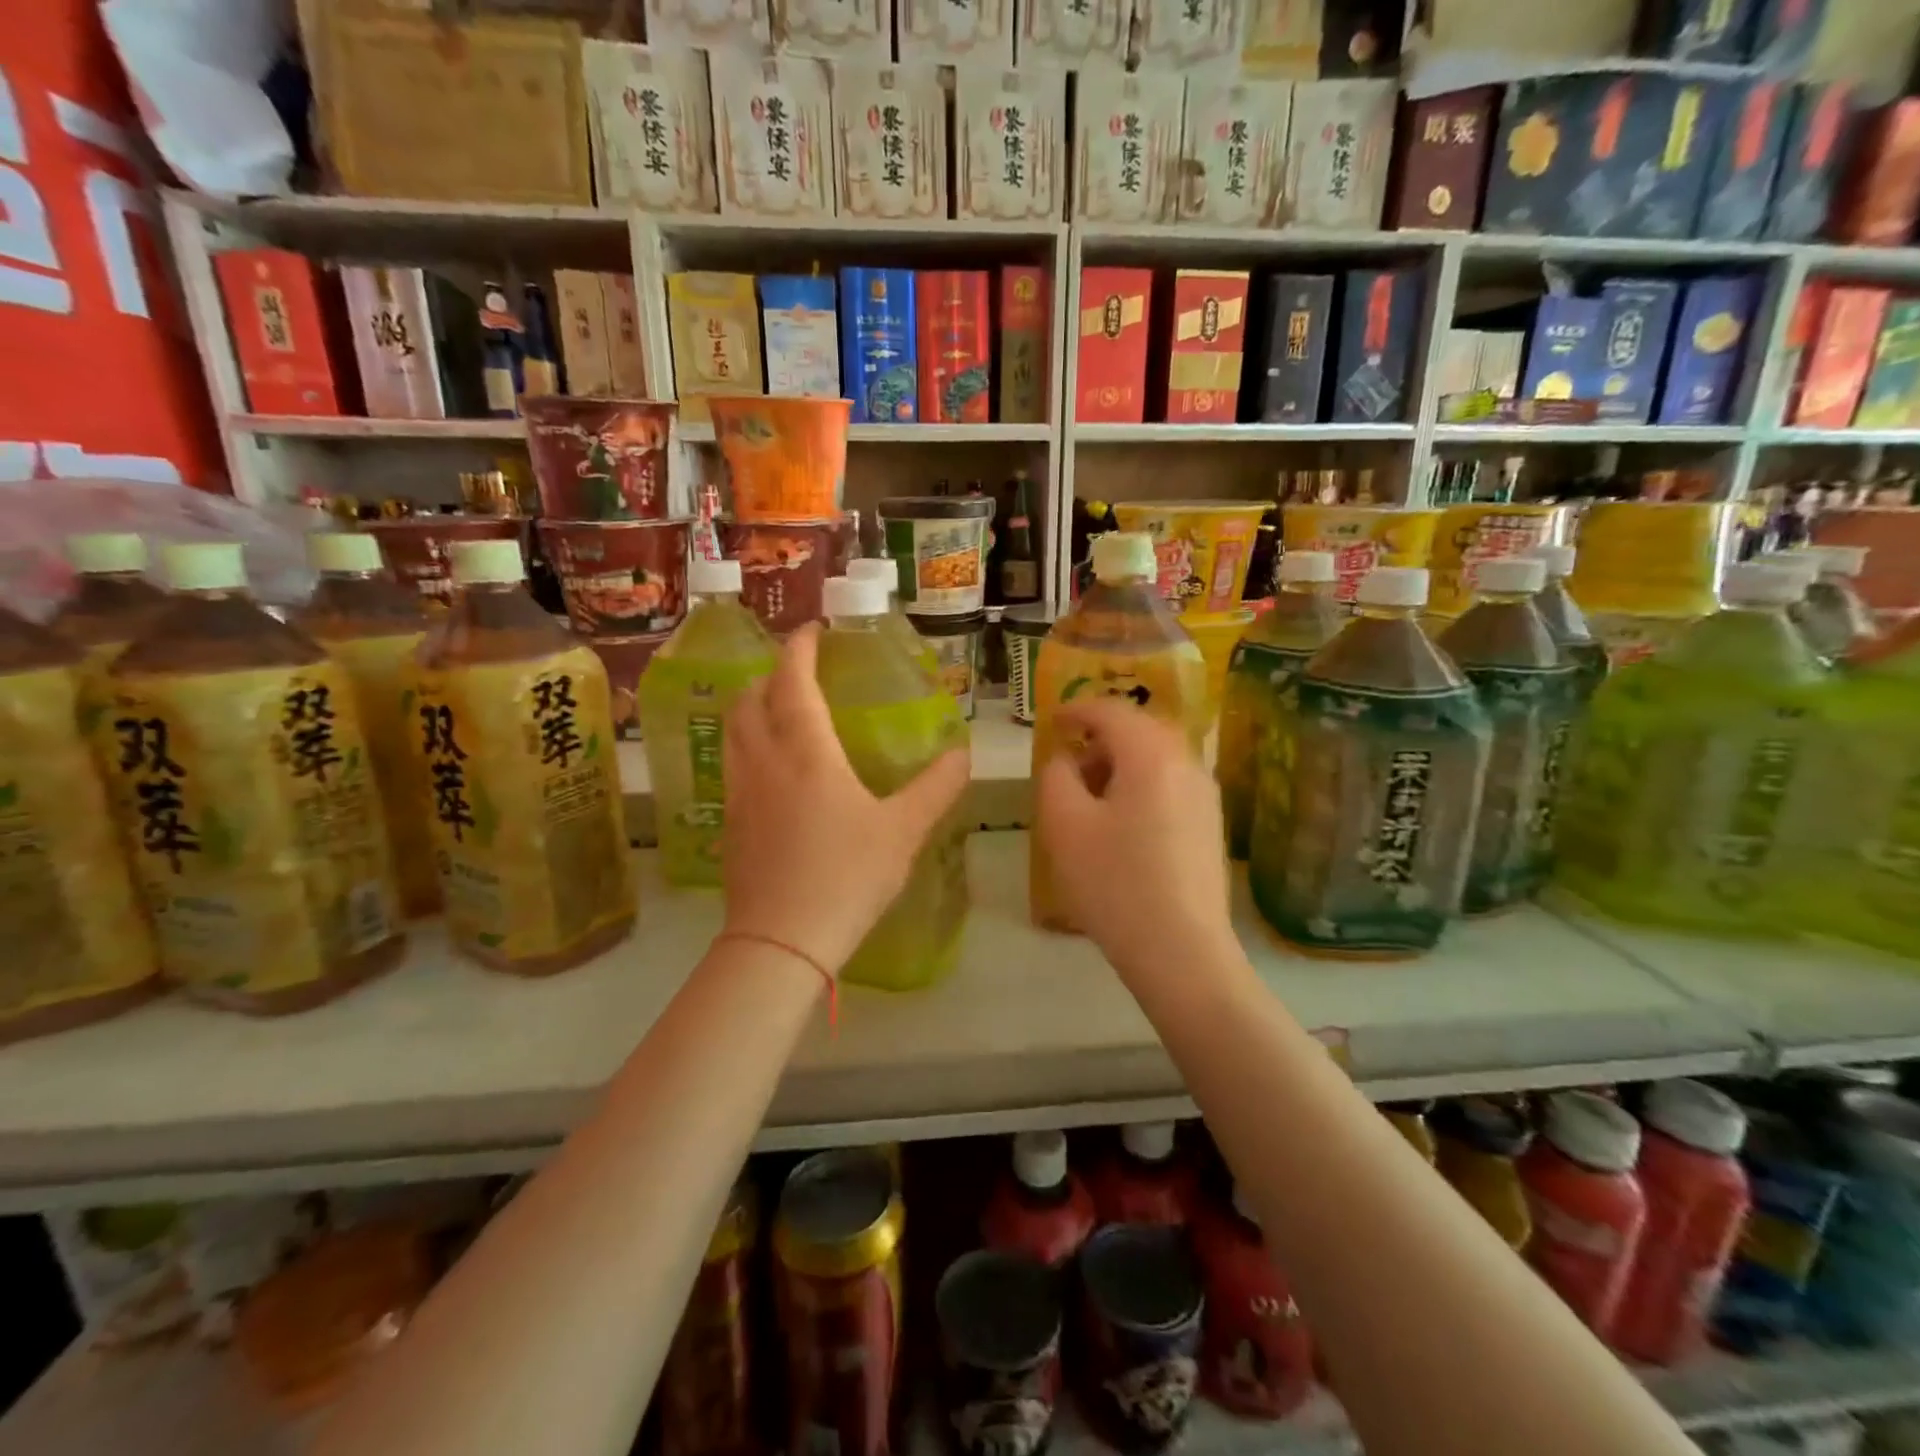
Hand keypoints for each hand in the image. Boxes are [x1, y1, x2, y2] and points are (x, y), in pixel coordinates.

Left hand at [722, 624, 968, 974]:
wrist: (780, 942)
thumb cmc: (845, 876)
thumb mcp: (904, 830)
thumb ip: (937, 788)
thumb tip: (963, 754)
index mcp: (806, 751)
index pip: (792, 681)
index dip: (799, 649)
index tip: (812, 630)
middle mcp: (764, 761)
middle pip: (750, 699)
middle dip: (770, 676)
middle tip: (797, 674)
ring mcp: (740, 793)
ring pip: (734, 732)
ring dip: (751, 708)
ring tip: (779, 714)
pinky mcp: (730, 824)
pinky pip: (734, 767)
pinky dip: (748, 748)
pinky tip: (772, 774)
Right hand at [1036, 698, 1233, 979]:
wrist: (1181, 952)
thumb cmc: (1114, 883)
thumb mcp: (1064, 825)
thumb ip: (1056, 775)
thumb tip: (1066, 758)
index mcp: (1151, 754)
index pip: (1110, 711)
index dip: (1075, 710)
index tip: (1051, 722)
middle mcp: (1187, 762)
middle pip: (1138, 730)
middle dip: (1099, 738)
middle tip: (1067, 763)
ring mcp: (1205, 794)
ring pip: (1156, 758)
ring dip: (1119, 764)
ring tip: (1089, 799)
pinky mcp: (1210, 823)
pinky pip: (1169, 784)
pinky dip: (1139, 785)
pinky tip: (1120, 824)